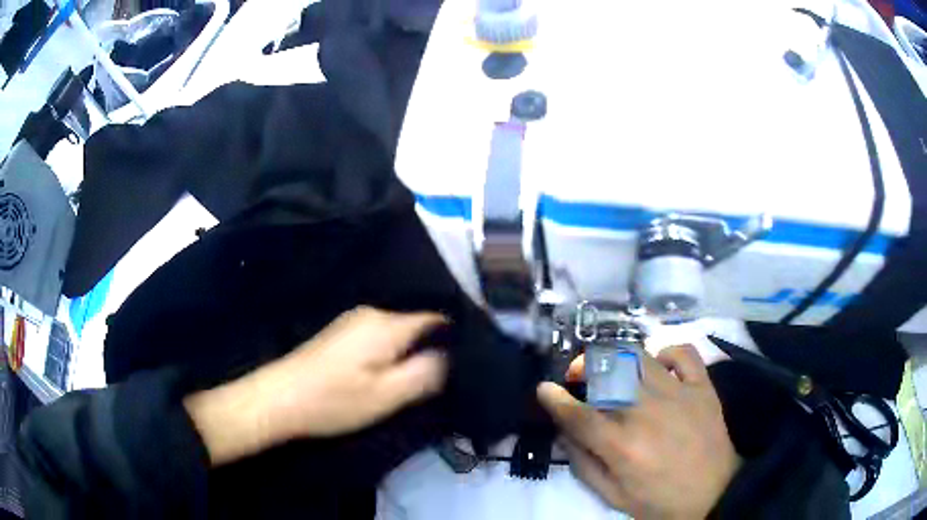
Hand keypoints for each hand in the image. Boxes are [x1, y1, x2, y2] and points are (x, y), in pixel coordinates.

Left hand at [185, 307, 447, 465]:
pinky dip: (394, 350)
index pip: (437, 317)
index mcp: (387, 323)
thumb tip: (452, 355)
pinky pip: (381, 335)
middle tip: (451, 371)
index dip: (457, 334)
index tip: (472, 354)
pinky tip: (393, 369)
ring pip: (399, 329)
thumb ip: (426, 373)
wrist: (278, 399)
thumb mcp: (387, 395)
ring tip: (426, 372)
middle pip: (417, 321)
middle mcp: (372, 313)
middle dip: (436, 343)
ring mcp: (353, 321)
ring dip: (414, 348)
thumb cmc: (334, 400)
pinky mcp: (342, 334)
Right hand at [538, 345, 740, 518]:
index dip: (554, 398)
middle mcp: (646, 411)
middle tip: (579, 376)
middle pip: (606, 371)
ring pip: (638, 356)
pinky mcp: (701, 386)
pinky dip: (666, 352)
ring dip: (616, 357)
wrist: (714, 494)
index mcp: (621, 445)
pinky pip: (682, 352)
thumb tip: (565, 434)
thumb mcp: (613, 496)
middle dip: (583, 367)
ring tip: (613, 368)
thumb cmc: (659, 501)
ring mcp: (677, 393)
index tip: (544, 388)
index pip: (577, 413)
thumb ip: (584, 465)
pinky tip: (659, 366)